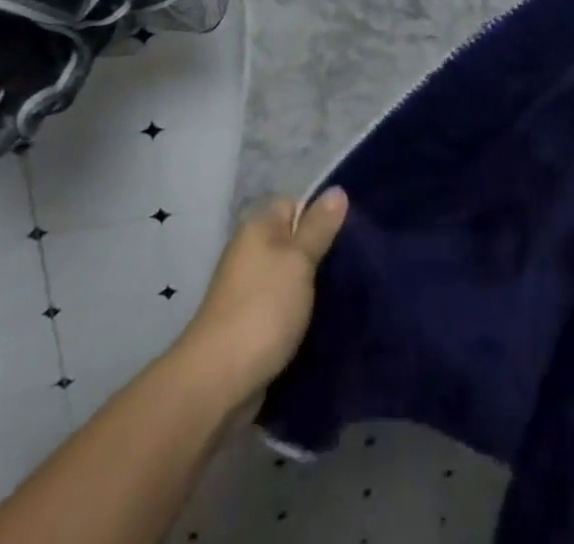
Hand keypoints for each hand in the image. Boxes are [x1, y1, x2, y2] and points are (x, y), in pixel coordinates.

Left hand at [182, 188, 348, 404]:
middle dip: (323, 252)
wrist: (217, 383)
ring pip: (294, 276)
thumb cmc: (262, 309)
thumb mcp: (299, 260)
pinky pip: (287, 306)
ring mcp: (251, 290)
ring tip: (349, 290)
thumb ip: (319, 226)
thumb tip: (337, 190)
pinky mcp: (254, 324)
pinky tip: (328, 319)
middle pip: (296, 241)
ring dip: (316, 285)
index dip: (321, 215)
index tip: (349, 232)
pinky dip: (304, 312)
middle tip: (356, 262)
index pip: (295, 204)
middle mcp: (252, 253)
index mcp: (258, 228)